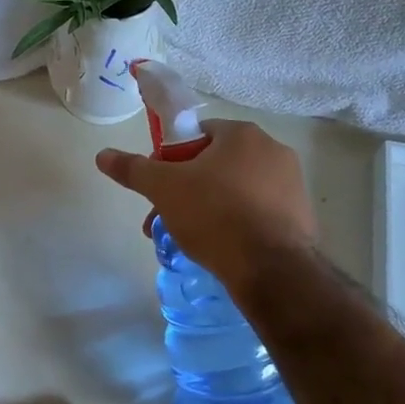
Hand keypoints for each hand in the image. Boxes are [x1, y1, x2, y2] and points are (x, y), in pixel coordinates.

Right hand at [94, 120, 316, 290]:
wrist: (272, 269)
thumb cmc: (215, 216)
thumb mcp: (165, 189)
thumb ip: (134, 169)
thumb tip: (103, 154)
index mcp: (243, 134)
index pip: (196, 135)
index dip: (171, 160)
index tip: (159, 189)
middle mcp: (273, 150)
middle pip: (216, 165)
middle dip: (187, 191)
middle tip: (168, 221)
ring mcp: (292, 184)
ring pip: (237, 190)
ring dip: (210, 208)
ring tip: (191, 241)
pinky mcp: (301, 216)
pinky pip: (259, 212)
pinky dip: (238, 224)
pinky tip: (223, 249)